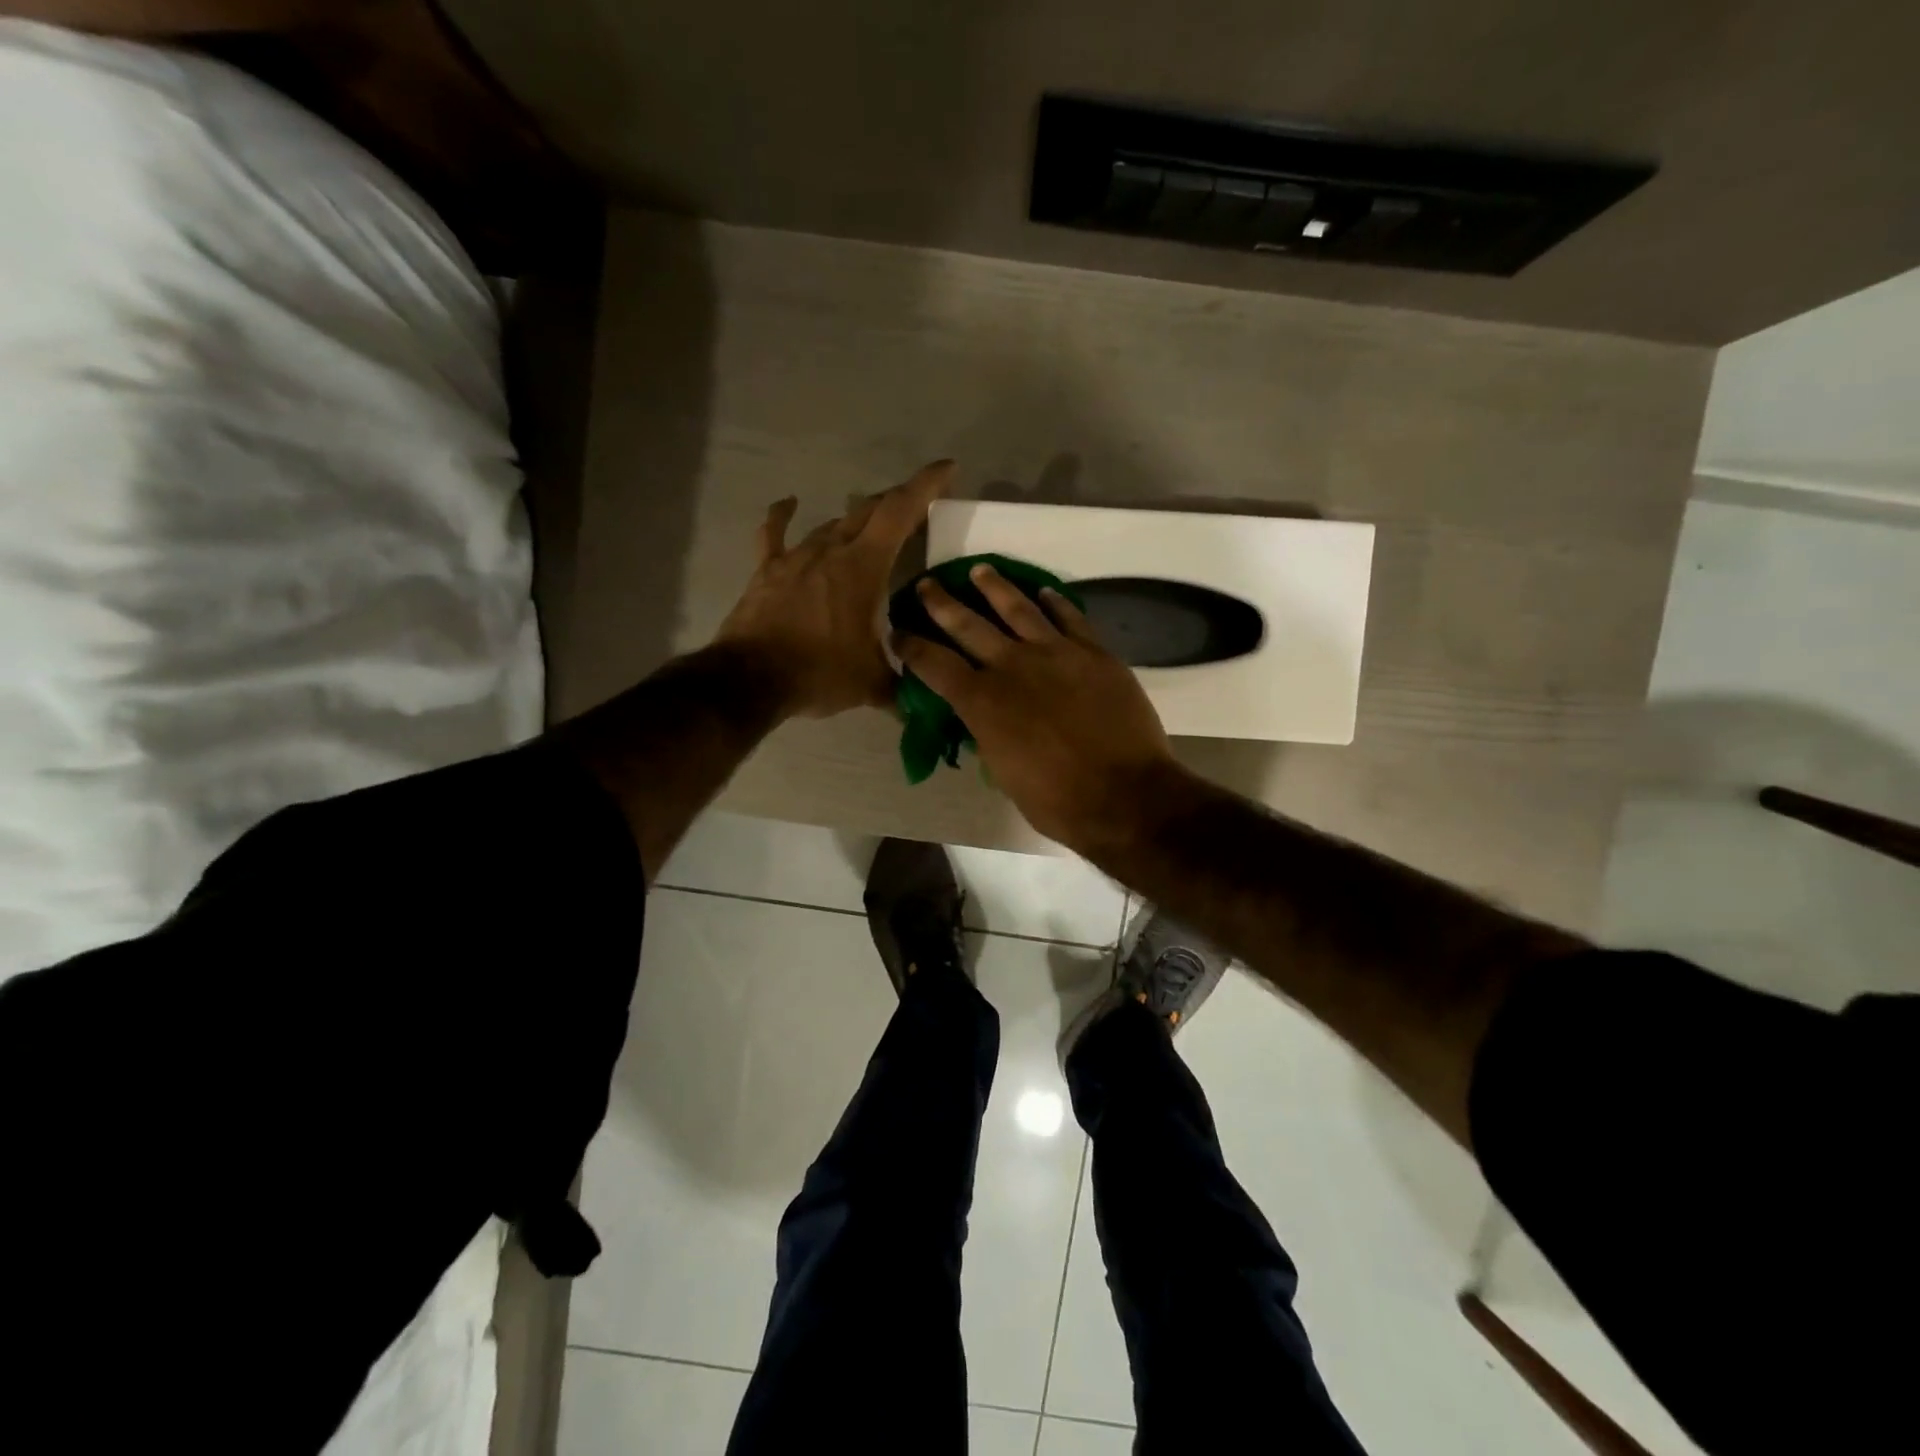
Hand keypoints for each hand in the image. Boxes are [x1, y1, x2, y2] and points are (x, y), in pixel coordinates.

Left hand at [717, 460, 953, 717]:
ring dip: (854, 521)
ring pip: (831, 524)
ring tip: (870, 525)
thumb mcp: (872, 683)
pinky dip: (783, 517)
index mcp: (864, 567)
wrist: (751, 679)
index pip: (900, 511)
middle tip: (915, 509)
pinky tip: (788, 503)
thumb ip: (901, 687)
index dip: (926, 485)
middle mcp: (832, 549)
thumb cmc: (820, 673)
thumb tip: (921, 706)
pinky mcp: (768, 570)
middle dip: (896, 503)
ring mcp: (796, 557)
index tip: (948, 469)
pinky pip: (775, 534)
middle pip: (868, 511)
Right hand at [896, 563, 1182, 850]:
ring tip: (979, 570)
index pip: (933, 664)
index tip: (897, 632)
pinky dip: (1055, 602)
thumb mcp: (1004, 774)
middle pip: (967, 624)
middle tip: (925, 584)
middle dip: (940, 603)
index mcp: (981, 702)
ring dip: (994, 587)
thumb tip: (981, 721)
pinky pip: (1070, 617)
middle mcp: (1011, 666)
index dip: (911, 647)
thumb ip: (988, 737)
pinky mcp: (1094, 653)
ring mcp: (1055, 653)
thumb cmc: (1057, 801)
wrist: (1124, 795)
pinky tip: (1044, 592)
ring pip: (1017, 608)